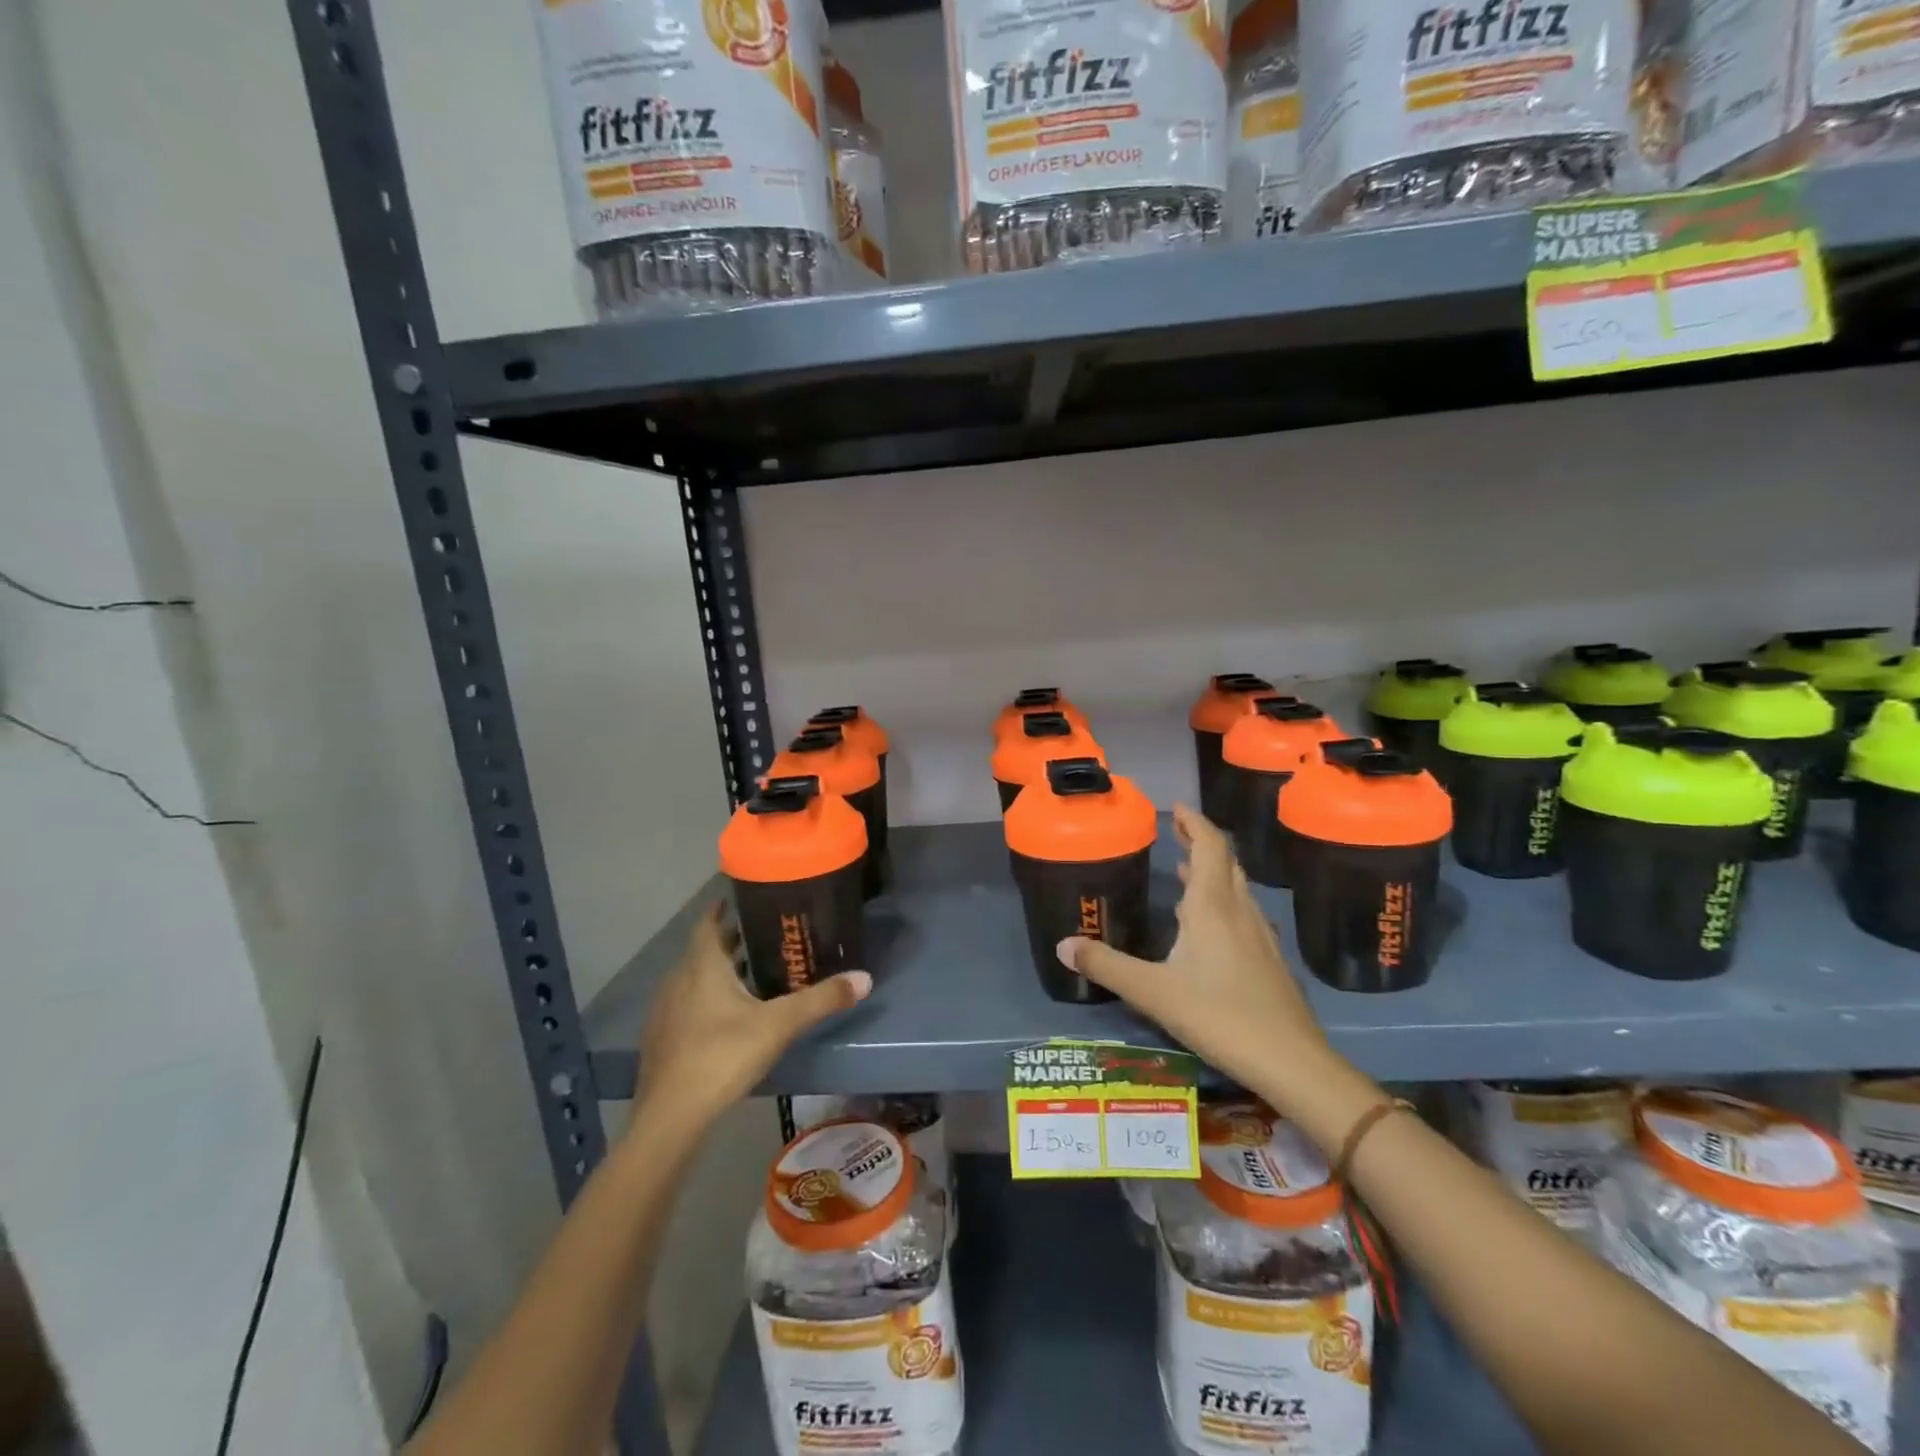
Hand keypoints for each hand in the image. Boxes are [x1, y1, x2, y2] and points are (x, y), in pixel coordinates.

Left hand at [635, 902, 869, 1131]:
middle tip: (763, 935)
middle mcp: (678, 980)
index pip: (708, 923)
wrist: (670, 1118)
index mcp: (703, 966)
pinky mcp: (661, 1040)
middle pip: (704, 951)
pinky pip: (686, 1005)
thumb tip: (865, 978)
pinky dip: (705, 999)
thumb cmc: (723, 1055)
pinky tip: (726, 1017)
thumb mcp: (779, 1025)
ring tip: (751, 974)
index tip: (743, 898)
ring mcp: (665, 1011)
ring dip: (717, 972)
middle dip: (730, 941)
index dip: (722, 908)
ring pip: (693, 979)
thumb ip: (821, 1000)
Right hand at [1058, 805, 1324, 1100]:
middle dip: (1200, 841)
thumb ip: (1106, 965)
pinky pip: (1241, 912)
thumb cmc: (1218, 1016)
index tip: (1175, 807)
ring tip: (1184, 868)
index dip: (1194, 822)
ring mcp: (1259, 935)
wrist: (1291, 1062)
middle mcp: (1238, 911)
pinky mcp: (1268, 960)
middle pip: (1225, 861)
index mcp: (1212, 906)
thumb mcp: (1152, 992)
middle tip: (1175, 831)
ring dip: (1211, 871)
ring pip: (1235, 888)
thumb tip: (1062, 945)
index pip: (1209, 845)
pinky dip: (1221, 901)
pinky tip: (1207, 925)